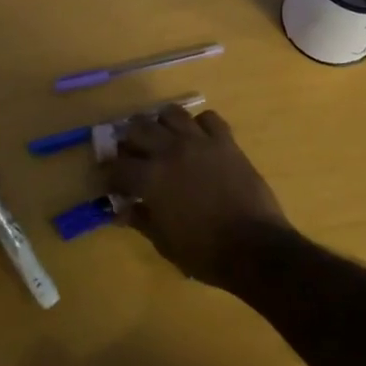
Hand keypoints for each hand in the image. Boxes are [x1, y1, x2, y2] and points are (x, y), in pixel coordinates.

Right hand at [104, 106, 293, 288]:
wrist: (255, 247)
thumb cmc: (205, 252)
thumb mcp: (164, 242)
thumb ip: (140, 220)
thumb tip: (122, 210)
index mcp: (151, 178)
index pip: (118, 167)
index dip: (110, 175)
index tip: (112, 183)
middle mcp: (170, 151)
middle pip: (138, 128)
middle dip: (129, 141)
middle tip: (132, 155)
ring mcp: (200, 142)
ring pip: (171, 113)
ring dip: (161, 124)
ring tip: (162, 138)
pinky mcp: (226, 142)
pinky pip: (208, 118)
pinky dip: (199, 124)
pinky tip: (198, 138)